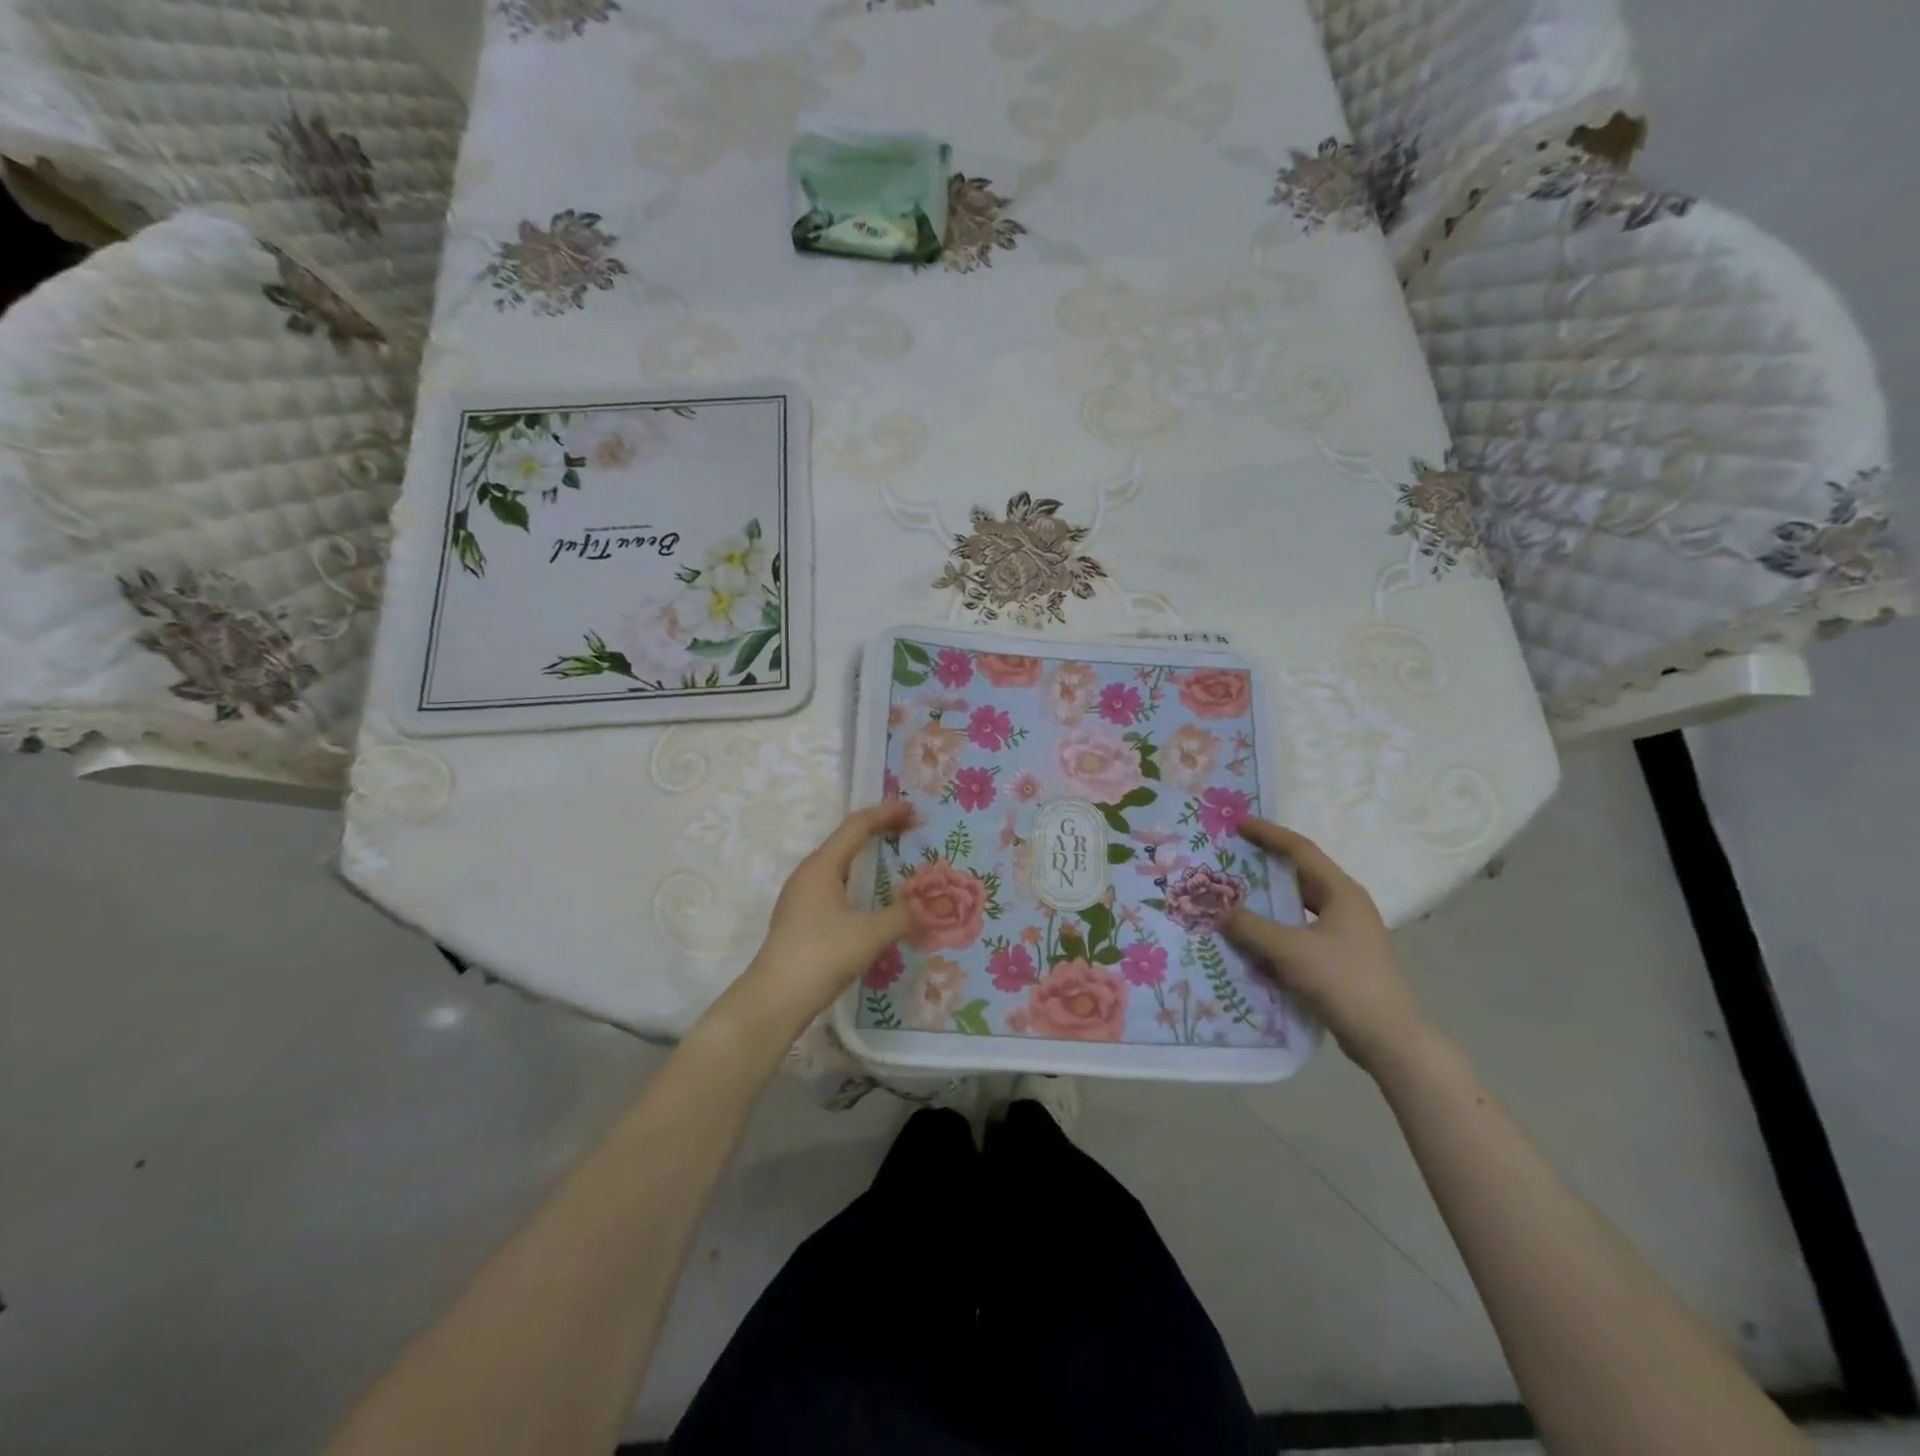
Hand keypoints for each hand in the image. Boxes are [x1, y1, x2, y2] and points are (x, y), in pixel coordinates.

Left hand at [730, 802, 916, 1031]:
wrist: (775, 999)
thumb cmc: (822, 955)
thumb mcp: (870, 934)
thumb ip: (902, 916)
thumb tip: (923, 908)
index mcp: (822, 866)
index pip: (856, 826)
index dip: (886, 814)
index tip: (913, 810)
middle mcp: (808, 874)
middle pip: (846, 841)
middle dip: (878, 831)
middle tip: (909, 830)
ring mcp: (801, 897)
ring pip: (839, 865)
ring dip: (867, 858)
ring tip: (894, 860)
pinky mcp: (801, 919)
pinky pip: (834, 886)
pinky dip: (858, 881)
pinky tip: (872, 899)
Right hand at [1221, 819, 1426, 1073]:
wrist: (1387, 1039)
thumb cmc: (1342, 982)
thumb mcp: (1289, 950)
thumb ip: (1250, 927)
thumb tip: (1217, 911)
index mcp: (1342, 892)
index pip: (1300, 850)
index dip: (1268, 834)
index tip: (1238, 824)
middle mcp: (1347, 905)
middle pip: (1300, 875)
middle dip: (1265, 867)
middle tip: (1231, 860)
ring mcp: (1347, 933)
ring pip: (1299, 906)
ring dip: (1269, 901)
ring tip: (1234, 896)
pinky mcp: (1342, 958)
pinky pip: (1301, 930)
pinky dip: (1277, 928)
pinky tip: (1253, 938)